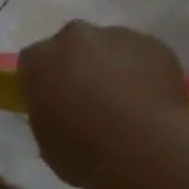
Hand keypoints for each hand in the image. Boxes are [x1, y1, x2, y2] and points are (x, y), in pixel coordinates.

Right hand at [18, 21, 188, 186]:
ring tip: (126, 107)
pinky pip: (143, 58)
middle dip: (78, 67)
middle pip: (73, 47)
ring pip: (110, 49)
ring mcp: (119, 36)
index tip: (52, 103)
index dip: (43, 83)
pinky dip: (143, 74)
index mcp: (40, 60)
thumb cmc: (84, 152)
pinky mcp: (156, 45)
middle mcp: (76, 37)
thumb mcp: (48, 143)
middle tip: (89, 102)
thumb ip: (48, 115)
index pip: (32, 63)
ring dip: (113, 69)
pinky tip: (150, 105)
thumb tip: (60, 112)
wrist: (145, 148)